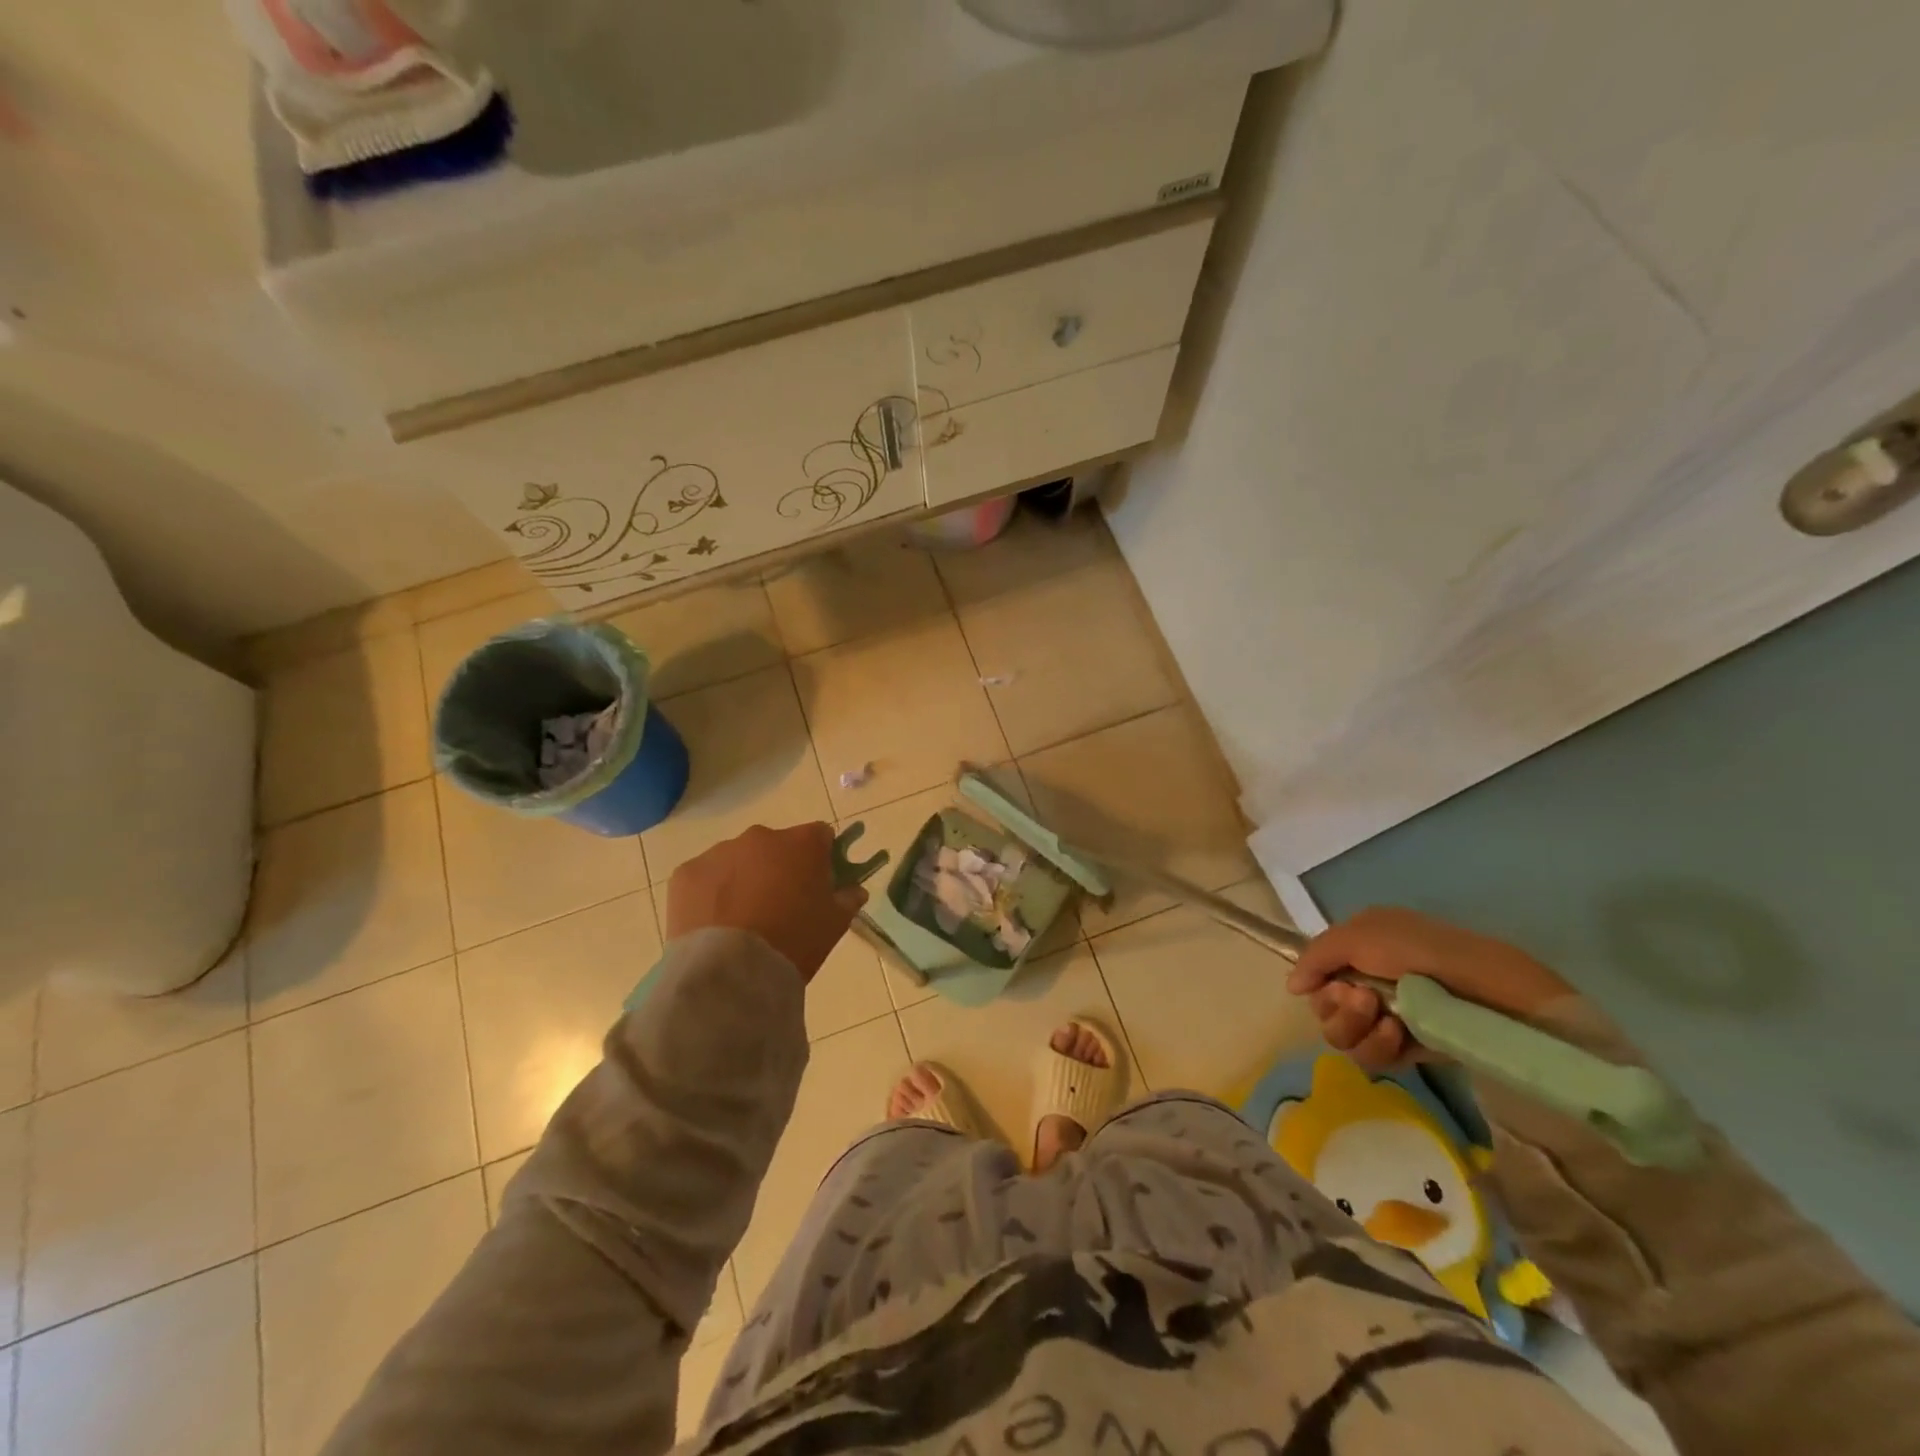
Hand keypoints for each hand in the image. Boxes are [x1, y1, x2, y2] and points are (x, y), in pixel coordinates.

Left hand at [666, 822, 867, 983]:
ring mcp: (719, 852)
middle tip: (779, 906)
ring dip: (743, 879)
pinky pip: (704, 877)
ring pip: (738, 860)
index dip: (821, 857)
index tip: (818, 882)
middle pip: (775, 846)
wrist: (731, 972)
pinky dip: (710, 894)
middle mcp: (761, 836)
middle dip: (778, 868)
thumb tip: (853, 890)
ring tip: (741, 921)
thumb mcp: (834, 925)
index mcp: (802, 843)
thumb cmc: (794, 943)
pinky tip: (714, 925)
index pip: (820, 836)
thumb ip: (847, 899)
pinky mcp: (686, 873)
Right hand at [1286, 907, 1569, 1069]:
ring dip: (1358, 1028)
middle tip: (1363, 1000)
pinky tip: (1399, 1035)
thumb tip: (1293, 988)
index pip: (1317, 979)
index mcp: (1358, 951)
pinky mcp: (1410, 1049)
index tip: (1336, 985)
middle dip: (1338, 1009)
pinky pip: (1372, 1059)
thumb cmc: (1418, 951)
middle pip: (1324, 1012)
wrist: (1482, 988)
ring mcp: (1388, 1018)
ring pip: (1343, 1038)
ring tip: (1387, 1018)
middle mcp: (1368, 983)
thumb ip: (1314, 957)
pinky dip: (1380, 1047)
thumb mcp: (1356, 936)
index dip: (1320, 986)